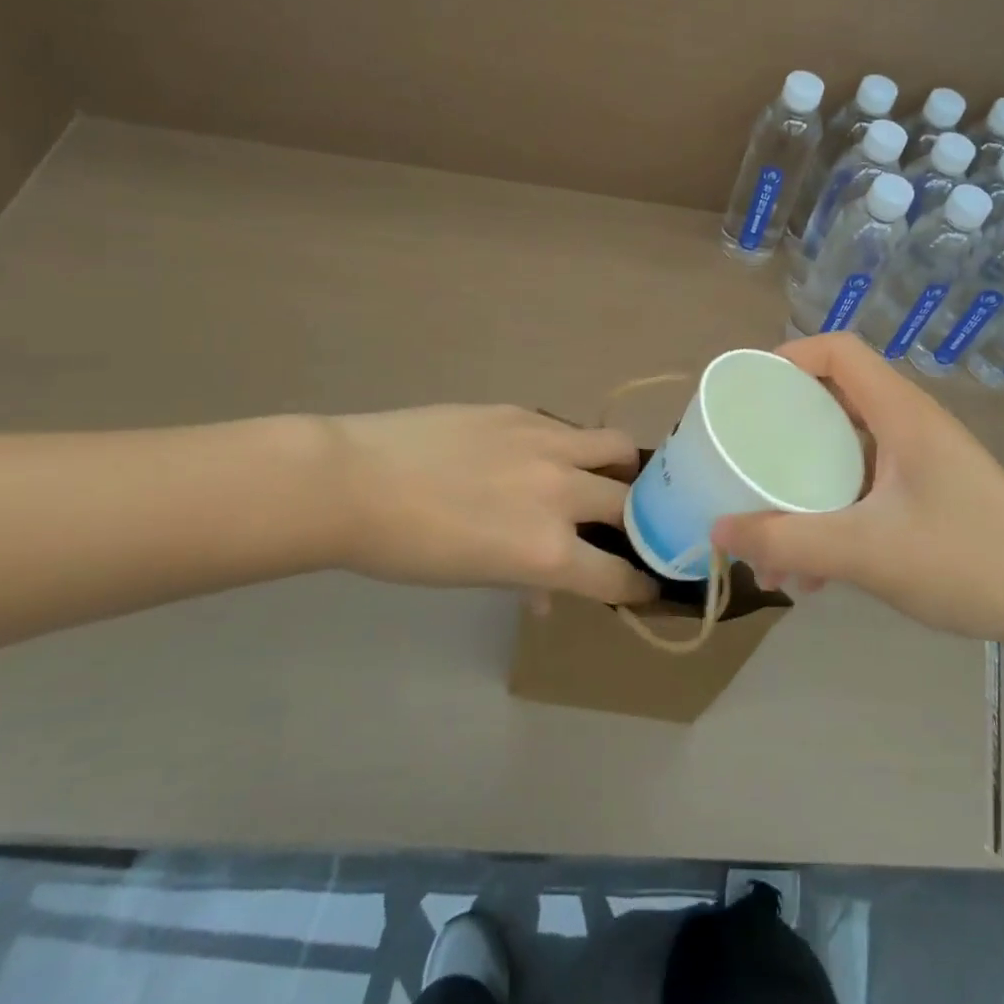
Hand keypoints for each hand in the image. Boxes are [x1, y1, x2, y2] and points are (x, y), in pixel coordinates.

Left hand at [324, 405, 657, 605]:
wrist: (355, 482)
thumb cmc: (407, 549)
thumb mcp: (475, 578)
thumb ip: (527, 579)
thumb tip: (547, 590)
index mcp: (548, 550)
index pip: (618, 575)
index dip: (638, 586)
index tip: (647, 585)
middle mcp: (562, 494)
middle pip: (632, 507)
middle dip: (638, 523)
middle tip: (625, 528)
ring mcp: (548, 444)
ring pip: (617, 448)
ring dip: (621, 469)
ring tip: (604, 477)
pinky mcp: (526, 413)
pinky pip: (571, 430)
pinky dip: (574, 449)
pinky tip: (545, 456)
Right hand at [711, 334, 1003, 644]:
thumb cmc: (966, 561)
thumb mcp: (866, 552)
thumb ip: (788, 541)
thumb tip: (718, 532)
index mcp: (901, 414)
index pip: (839, 352)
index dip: (789, 357)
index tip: (748, 393)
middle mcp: (911, 426)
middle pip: (834, 401)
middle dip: (784, 432)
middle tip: (747, 461)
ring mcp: (922, 462)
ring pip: (847, 453)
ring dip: (806, 488)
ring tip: (774, 545)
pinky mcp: (929, 495)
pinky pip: (865, 487)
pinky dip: (833, 515)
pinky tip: (817, 572)